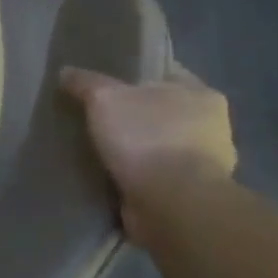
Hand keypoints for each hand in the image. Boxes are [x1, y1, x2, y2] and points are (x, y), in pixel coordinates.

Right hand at [58, 63, 237, 241]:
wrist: (172, 205)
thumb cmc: (147, 138)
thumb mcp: (104, 97)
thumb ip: (84, 81)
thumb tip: (66, 72)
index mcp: (202, 95)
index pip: (165, 73)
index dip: (134, 73)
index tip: (104, 79)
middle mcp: (211, 128)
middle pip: (162, 111)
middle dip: (133, 113)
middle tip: (95, 112)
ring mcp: (205, 166)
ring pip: (158, 145)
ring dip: (134, 147)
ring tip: (96, 145)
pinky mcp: (189, 196)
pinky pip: (154, 175)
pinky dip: (135, 174)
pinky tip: (108, 172)